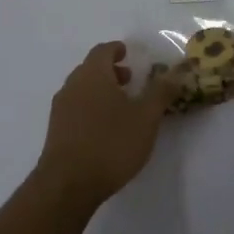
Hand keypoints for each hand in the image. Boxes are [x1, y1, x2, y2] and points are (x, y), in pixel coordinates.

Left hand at [34, 42, 179, 206]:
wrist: (68, 184)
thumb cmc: (111, 143)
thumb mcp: (146, 117)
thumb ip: (161, 92)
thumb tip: (176, 71)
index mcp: (92, 75)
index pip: (102, 51)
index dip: (116, 49)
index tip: (129, 53)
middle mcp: (72, 86)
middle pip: (90, 69)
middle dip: (110, 71)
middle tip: (130, 80)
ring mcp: (61, 109)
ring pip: (82, 89)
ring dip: (101, 90)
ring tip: (122, 106)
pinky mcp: (56, 131)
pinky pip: (76, 108)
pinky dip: (91, 107)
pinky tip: (106, 127)